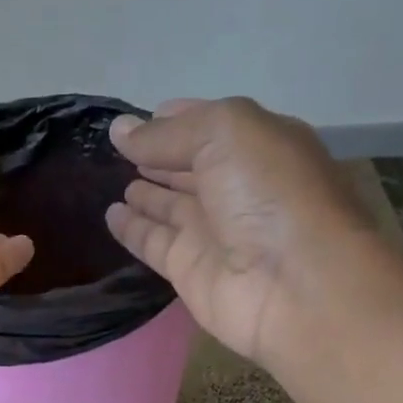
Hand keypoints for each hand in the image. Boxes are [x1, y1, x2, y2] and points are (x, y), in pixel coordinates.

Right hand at [104, 97, 375, 366]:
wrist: (292, 284)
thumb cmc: (269, 194)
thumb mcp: (225, 134)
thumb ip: (168, 133)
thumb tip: (119, 130)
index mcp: (259, 146)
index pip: (211, 126)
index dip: (176, 119)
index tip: (137, 118)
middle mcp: (238, 187)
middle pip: (190, 167)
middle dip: (159, 156)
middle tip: (116, 150)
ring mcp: (214, 232)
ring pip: (171, 207)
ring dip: (145, 193)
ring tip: (109, 178)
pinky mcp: (190, 270)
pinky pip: (154, 243)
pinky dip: (132, 229)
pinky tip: (110, 215)